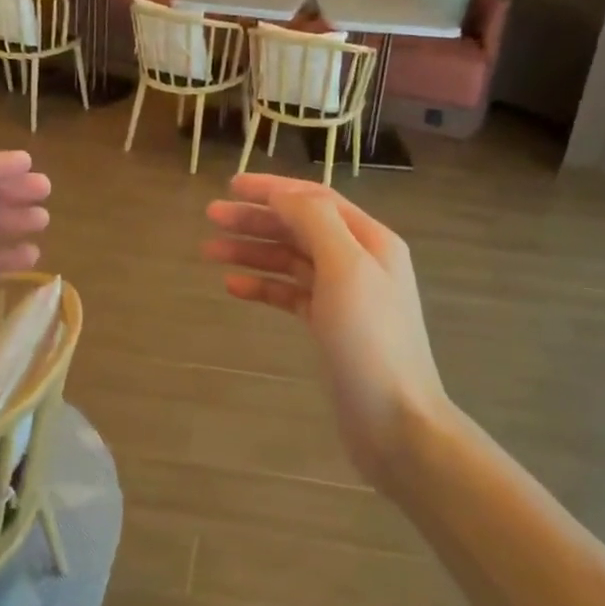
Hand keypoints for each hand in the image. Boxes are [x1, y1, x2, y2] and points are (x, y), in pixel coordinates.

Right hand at [204, 174, 451, 491]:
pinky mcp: (329, 327)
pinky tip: (233, 287)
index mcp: (369, 240)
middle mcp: (358, 261)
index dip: (273, 188)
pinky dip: (262, 287)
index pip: (315, 199)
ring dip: (252, 251)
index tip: (231, 185)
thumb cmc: (370, 340)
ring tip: (210, 251)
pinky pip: (290, 295)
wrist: (395, 420)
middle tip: (211, 217)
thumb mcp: (346, 269)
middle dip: (256, 219)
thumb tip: (282, 194)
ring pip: (291, 261)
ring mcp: (344, 296)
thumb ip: (315, 222)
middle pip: (300, 227)